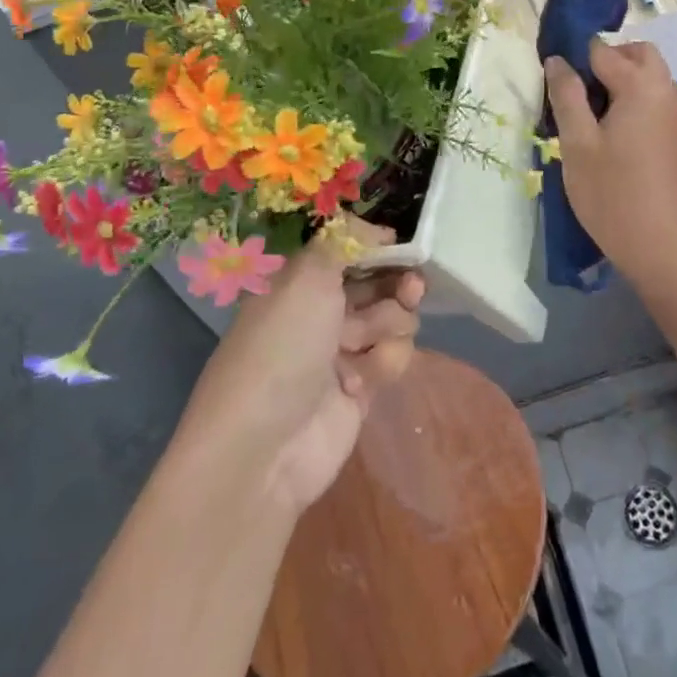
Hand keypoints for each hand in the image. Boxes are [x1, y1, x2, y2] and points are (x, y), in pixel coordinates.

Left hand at [179, 219, 424, 514]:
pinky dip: (384, 362)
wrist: (264, 448)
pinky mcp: (361, 386)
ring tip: (367, 342)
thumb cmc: (281, 347)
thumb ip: (343, 240)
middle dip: (398, 282)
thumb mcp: (307, 276)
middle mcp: (321, 309)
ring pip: (392, 317)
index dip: (377, 245)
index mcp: (300, 279)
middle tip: (412, 286)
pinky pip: (392, 357)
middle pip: (378, 281)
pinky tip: (363, 380)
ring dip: (390, 324)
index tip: (401, 244)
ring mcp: (341, 349)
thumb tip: (376, 227)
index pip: (348, 249)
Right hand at [544, 39, 676, 278]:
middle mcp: (664, 90)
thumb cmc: (611, 193)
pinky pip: (651, 97)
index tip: (552, 82)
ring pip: (646, 75)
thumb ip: (566, 95)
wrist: (659, 245)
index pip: (601, 50)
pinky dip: (630, 99)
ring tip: (586, 114)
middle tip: (574, 91)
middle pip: (635, 53)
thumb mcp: (577, 142)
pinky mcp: (674, 133)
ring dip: (617, 80)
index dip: (573, 58)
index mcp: (640, 86)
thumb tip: (557, 60)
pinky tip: (607, 131)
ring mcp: (674, 113)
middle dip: (604, 60)